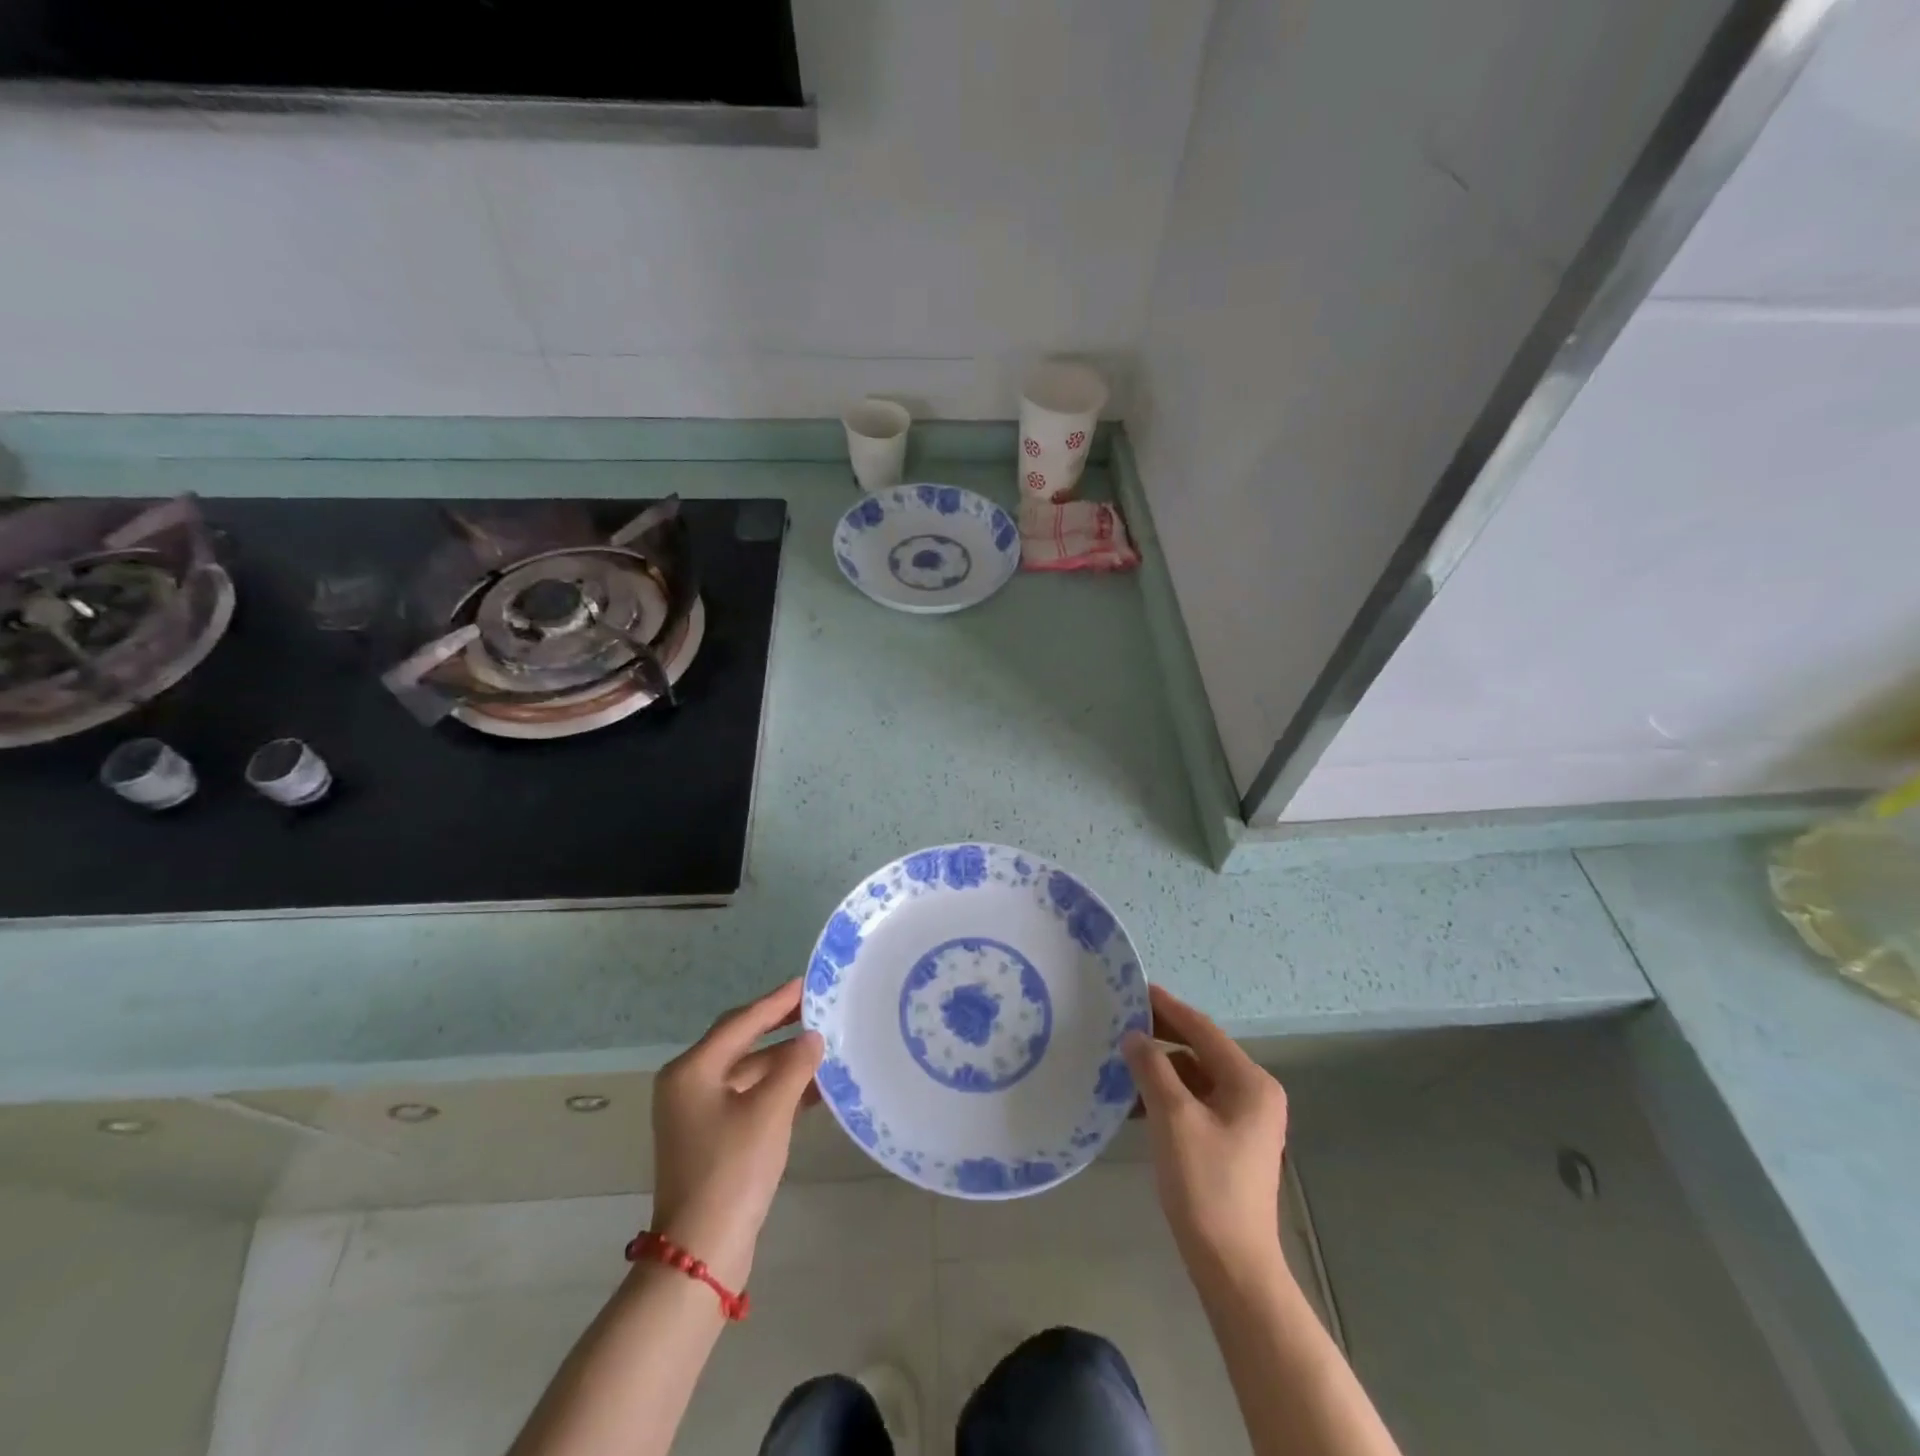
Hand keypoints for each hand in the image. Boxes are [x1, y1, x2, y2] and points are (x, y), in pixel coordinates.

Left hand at [650, 979, 823, 1289]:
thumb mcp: (769, 1111)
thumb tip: (813, 1037)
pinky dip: (778, 1090)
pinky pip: (749, 1098)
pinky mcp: (712, 1138)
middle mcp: (689, 1084)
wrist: (702, 1253)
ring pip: (748, 1072)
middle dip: (781, 1027)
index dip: (777, 1001)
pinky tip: (813, 1088)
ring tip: (825, 1046)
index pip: (741, 1021)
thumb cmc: (732, 1170)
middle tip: (819, 1008)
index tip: (808, 983)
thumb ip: (794, 1066)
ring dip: (784, 1061)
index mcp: (692, 1070)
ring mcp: (698, 1114)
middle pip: (742, 1042)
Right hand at [1123, 984, 1289, 1283]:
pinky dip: (1169, 1096)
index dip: (1167, 1007)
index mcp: (1250, 1082)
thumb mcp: (1173, 1118)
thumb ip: (1152, 1068)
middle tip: (1121, 1023)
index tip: (1135, 989)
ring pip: (1196, 1077)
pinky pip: (1197, 1102)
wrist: (1233, 1266)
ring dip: (1161, 1069)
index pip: (1202, 1029)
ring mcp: (1246, 1120)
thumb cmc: (1205, 1185)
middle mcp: (1254, 1094)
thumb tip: (1134, 1036)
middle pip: (1201, 1051)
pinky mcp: (1232, 1142)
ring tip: (1121, 1063)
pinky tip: (1136, 1102)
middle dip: (1161, 1037)